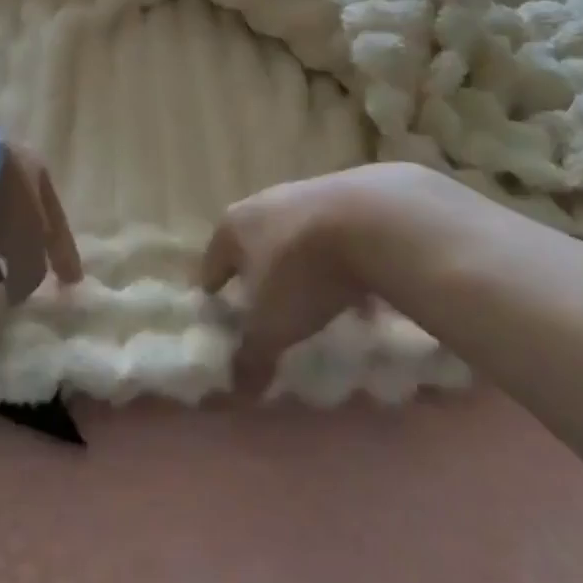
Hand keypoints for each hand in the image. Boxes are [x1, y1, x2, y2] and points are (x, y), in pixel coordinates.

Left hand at [0, 142, 83, 303]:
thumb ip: (31, 272)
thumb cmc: (0, 199)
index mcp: (36, 175)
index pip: (56, 222)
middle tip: (16, 284)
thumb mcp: (28, 241)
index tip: (70, 283)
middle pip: (16, 219)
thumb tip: (17, 293)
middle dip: (17, 252)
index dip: (64, 254)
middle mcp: (5, 171)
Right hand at [201, 163, 474, 393]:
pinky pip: (334, 239)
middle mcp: (262, 203)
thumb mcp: (272, 326)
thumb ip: (251, 356)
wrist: (370, 220)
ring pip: (294, 240)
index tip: (218, 317)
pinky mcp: (346, 195)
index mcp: (233, 227)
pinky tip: (360, 295)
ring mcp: (305, 194)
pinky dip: (340, 265)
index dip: (214, 293)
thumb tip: (237, 388)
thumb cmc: (302, 272)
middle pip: (253, 246)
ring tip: (315, 305)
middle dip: (259, 277)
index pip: (212, 263)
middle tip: (266, 312)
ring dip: (301, 270)